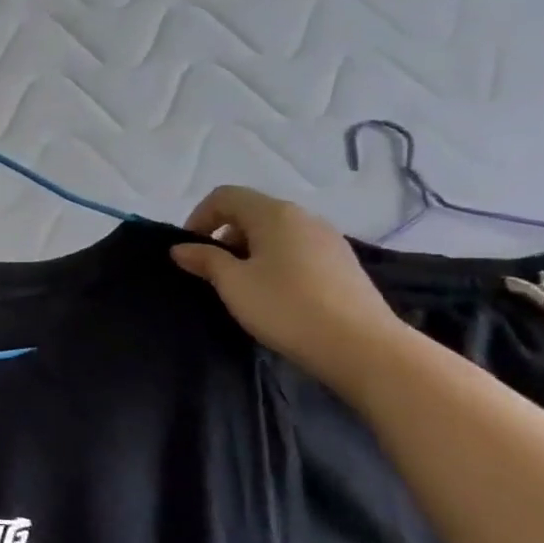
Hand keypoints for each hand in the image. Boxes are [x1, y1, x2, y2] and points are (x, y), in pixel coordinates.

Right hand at [171, 186, 408, 390]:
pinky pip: (297, 250)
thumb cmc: (286, 308)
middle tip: (212, 272)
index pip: (225, 196)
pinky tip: (276, 295)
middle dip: (224, 236)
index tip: (190, 251)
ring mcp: (328, 239)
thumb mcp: (234, 284)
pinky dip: (276, 262)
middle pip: (252, 212)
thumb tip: (181, 248)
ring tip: (243, 287)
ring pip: (276, 233)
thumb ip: (205, 260)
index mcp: (274, 213)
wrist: (362, 347)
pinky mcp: (343, 263)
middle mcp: (303, 217)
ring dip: (250, 251)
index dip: (199, 217)